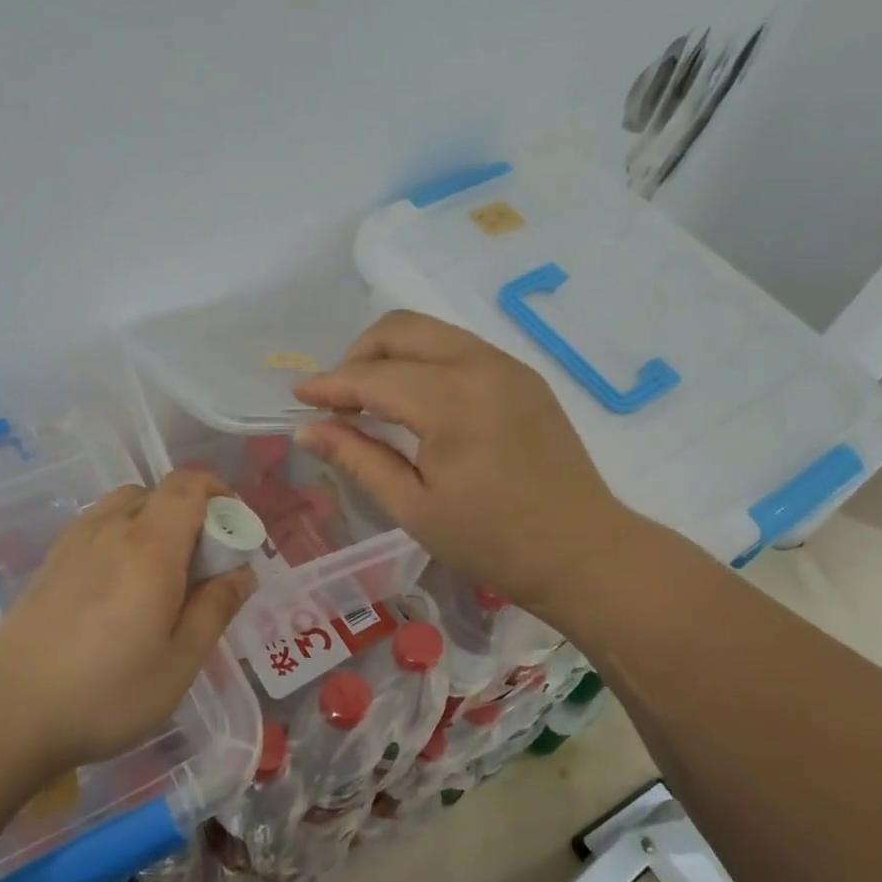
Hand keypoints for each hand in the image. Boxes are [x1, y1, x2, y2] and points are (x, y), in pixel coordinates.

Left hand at [0, 470, 256, 775]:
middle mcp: (111, 528)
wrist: (5, 713)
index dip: (219, 493)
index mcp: (151, 544)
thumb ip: (216, 608)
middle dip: (191, 514)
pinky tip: (119, 586)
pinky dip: (121, 536)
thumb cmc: (106, 691)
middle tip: (203, 565)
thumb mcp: (180, 661)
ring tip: (161, 575)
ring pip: (124, 506)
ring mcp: (74, 542)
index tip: (235, 530)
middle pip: (158, 492)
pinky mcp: (50, 562)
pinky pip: (97, 526)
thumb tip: (243, 573)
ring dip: (153, 523)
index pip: (189, 485)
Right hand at [293, 311, 633, 618]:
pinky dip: (425, 361)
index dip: (329, 385)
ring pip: (431, 332)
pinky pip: (459, 348)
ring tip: (373, 400)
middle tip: (339, 399)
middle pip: (401, 329)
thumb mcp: (414, 506)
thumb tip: (306, 430)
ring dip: (392, 354)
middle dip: (358, 355)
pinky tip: (417, 403)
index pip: (372, 376)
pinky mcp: (524, 376)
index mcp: (451, 400)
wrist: (582, 552)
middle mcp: (480, 364)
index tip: (298, 397)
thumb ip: (357, 458)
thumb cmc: (492, 541)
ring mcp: (508, 365)